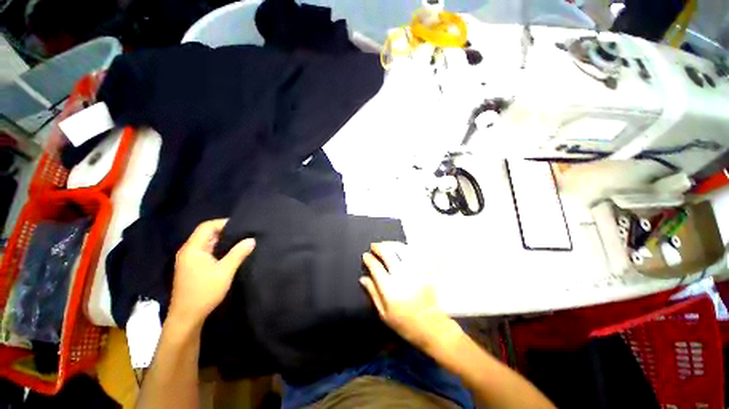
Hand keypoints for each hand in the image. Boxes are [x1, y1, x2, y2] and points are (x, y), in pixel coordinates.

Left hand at [170, 219, 254, 325]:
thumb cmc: (204, 292)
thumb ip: (238, 253)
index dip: (223, 222)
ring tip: (241, 240)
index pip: (206, 226)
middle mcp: (188, 251)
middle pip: (206, 233)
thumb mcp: (225, 271)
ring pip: (207, 243)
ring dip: (223, 241)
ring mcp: (189, 260)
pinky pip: (207, 252)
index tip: (241, 224)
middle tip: (244, 232)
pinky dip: (219, 249)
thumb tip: (252, 240)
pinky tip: (231, 253)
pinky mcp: (193, 267)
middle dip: (225, 231)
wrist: (187, 316)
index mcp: (193, 249)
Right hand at [360, 242, 459, 351]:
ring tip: (387, 244)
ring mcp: (415, 271)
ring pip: (402, 250)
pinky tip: (405, 247)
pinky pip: (418, 254)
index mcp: (389, 287)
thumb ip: (373, 293)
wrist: (430, 326)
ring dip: (393, 245)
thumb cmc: (404, 322)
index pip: (375, 266)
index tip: (365, 255)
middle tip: (374, 246)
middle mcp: (401, 275)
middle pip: (388, 254)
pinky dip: (411, 248)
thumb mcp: (383, 313)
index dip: (369, 259)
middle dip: (379, 247)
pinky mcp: (426, 271)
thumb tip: (363, 278)